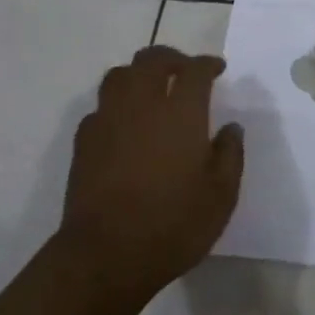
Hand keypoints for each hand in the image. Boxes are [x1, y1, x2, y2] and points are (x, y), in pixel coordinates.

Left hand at [58, 45, 243, 308]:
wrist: (105, 256)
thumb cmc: (173, 224)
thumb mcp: (221, 195)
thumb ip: (230, 154)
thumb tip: (230, 128)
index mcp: (181, 113)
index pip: (195, 70)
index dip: (208, 64)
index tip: (217, 69)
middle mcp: (142, 106)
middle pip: (152, 60)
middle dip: (171, 59)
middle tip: (185, 71)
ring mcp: (108, 121)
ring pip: (119, 76)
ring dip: (139, 74)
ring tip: (151, 89)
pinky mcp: (84, 142)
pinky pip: (100, 107)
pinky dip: (116, 105)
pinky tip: (125, 124)